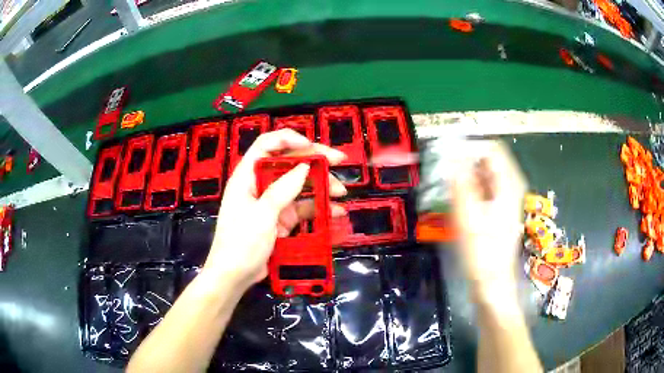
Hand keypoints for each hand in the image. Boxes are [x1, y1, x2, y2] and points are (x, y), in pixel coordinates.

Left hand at [203, 129, 346, 289]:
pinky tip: (335, 211)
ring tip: (341, 192)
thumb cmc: (240, 243)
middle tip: (339, 160)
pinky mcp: (280, 219)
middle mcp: (260, 184)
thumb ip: (282, 190)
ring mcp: (272, 202)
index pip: (266, 145)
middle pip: (288, 163)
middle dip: (314, 161)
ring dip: (321, 186)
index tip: (312, 146)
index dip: (289, 139)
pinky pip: (302, 208)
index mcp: (247, 176)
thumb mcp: (261, 215)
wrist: (234, 276)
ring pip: (299, 186)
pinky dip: (318, 208)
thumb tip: (305, 166)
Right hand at [451, 140, 526, 299]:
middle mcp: (509, 186)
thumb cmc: (482, 253)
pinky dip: (468, 188)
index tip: (448, 155)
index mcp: (509, 184)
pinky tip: (455, 200)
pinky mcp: (497, 209)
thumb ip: (460, 182)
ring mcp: (504, 198)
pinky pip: (481, 188)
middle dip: (464, 161)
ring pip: (483, 174)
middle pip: (487, 160)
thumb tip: (451, 153)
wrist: (491, 283)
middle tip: (442, 173)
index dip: (469, 147)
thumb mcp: (468, 217)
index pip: (491, 148)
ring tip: (445, 187)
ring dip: (464, 175)